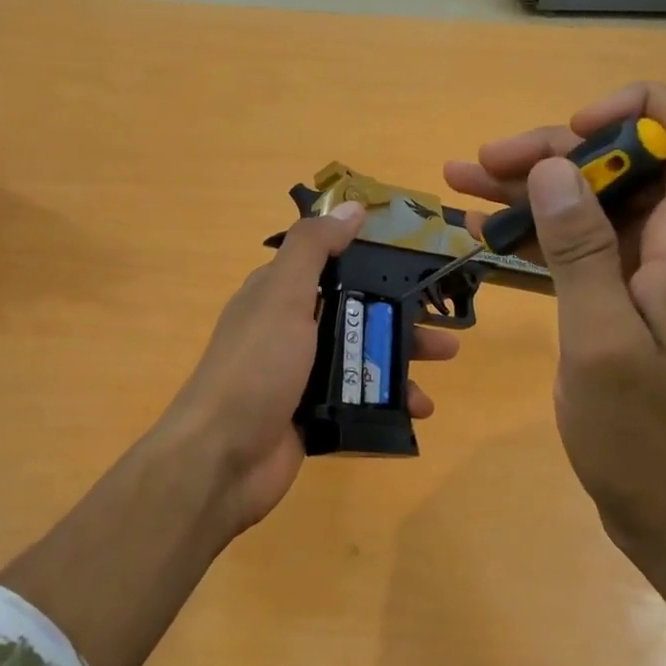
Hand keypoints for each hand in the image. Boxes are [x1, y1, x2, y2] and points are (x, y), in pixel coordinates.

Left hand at [160, 201, 461, 537]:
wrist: (222, 459)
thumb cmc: (256, 367)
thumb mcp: (282, 295)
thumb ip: (314, 248)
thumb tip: (352, 206)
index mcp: (279, 294)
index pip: (331, 264)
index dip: (372, 258)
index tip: (418, 258)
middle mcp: (290, 330)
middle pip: (356, 311)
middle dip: (401, 314)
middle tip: (443, 320)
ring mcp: (302, 375)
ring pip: (362, 355)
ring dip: (403, 357)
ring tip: (444, 362)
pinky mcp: (313, 415)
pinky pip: (360, 398)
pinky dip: (391, 400)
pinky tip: (420, 409)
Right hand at [444, 83, 665, 564]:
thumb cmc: (642, 436)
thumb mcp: (600, 341)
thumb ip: (581, 249)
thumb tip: (555, 166)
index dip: (643, 108)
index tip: (574, 133)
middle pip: (632, 161)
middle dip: (557, 150)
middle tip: (481, 163)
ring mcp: (656, 271)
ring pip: (600, 199)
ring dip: (535, 187)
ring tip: (463, 182)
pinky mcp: (631, 297)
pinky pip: (587, 243)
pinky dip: (540, 231)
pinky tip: (485, 232)